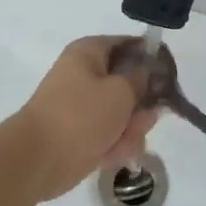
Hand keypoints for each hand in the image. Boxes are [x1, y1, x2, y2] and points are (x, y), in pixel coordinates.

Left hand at [14, 36, 158, 200]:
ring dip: (131, 129)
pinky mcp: (81, 134)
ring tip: (126, 142)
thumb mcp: (120, 91)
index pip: (129, 45)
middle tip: (147, 118)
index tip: (168, 77)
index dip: (151, 59)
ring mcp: (82, 106)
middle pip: (129, 82)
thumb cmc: (80, 115)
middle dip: (142, 104)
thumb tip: (149, 70)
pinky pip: (110, 133)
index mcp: (89, 52)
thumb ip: (141, 79)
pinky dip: (116, 144)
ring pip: (122, 112)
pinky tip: (115, 155)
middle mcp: (85, 74)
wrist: (37, 160)